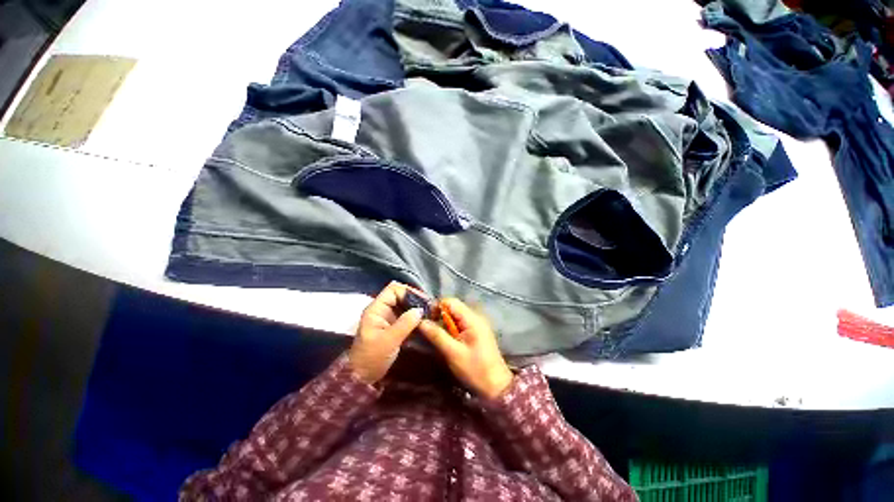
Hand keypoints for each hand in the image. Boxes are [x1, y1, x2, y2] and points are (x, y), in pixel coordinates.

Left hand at [349, 282, 423, 384]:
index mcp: (377, 309)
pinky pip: (406, 316)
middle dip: (416, 300)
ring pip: (405, 306)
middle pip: (401, 296)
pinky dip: (416, 317)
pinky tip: (425, 321)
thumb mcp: (388, 341)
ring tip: (431, 313)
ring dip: (417, 308)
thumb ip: (404, 324)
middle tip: (430, 307)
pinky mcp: (393, 327)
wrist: (361, 378)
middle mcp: (382, 310)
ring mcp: (388, 319)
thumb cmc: (371, 358)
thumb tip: (420, 310)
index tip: (423, 301)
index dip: (409, 292)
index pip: (394, 290)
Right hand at [418, 298, 512, 399]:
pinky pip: (461, 323)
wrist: (497, 387)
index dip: (436, 307)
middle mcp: (476, 317)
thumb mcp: (453, 353)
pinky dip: (452, 329)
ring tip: (439, 337)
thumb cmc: (475, 369)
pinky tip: (449, 341)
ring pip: (456, 316)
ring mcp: (478, 324)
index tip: (427, 320)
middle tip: (431, 331)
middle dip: (440, 316)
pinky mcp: (477, 332)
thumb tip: (420, 321)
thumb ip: (437, 335)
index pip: (450, 301)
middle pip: (453, 307)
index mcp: (472, 319)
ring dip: (445, 323)